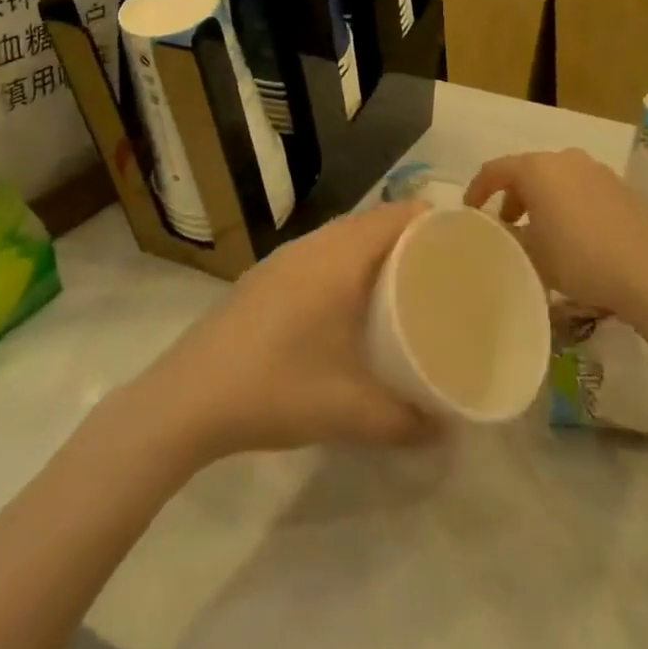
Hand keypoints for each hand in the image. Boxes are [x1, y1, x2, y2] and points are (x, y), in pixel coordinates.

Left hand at [123, 202, 437, 464]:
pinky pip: (318, 252)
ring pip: (340, 235)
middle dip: (406, 235)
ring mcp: (282, 260)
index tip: (461, 241)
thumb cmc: (275, 389)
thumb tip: (448, 432)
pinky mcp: (263, 277)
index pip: (394, 216)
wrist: (186, 398)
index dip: (430, 219)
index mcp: (338, 259)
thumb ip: (404, 421)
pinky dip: (343, 260)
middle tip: (439, 266)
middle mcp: (312, 247)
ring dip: (371, 247)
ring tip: (399, 281)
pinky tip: (345, 301)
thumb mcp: (349, 411)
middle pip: (370, 221)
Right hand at [464, 149, 647, 320]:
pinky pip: (580, 187)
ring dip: (541, 198)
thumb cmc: (579, 259)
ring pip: (556, 178)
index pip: (495, 170)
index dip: (477, 189)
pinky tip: (573, 233)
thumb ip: (509, 236)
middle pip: (527, 170)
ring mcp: (595, 169)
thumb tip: (502, 230)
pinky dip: (567, 202)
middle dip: (512, 194)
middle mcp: (565, 159)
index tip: (470, 210)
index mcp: (537, 168)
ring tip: (539, 230)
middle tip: (506, 223)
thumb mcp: (532, 254)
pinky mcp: (619, 186)